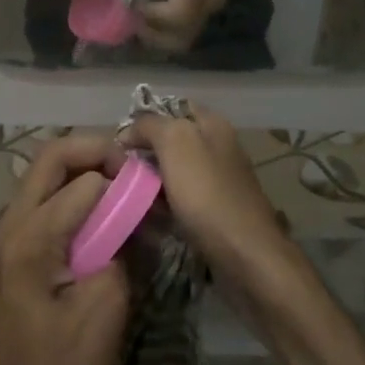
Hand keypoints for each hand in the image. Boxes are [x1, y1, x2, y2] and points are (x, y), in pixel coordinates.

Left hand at [0, 136, 132, 364]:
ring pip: (45, 175)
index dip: (120, 178)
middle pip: (51, 157)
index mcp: (31, 235)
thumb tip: (128, 210)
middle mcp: (12, 224)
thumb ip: (118, 242)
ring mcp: (9, 235)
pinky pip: (44, 199)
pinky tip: (103, 213)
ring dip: (84, 170)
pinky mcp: (16, 250)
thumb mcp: (107, 301)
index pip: (81, 179)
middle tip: (131, 170)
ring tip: (121, 187)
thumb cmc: (68, 363)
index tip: (150, 191)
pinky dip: (74, 193)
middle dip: (95, 152)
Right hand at [123, 106, 290, 281]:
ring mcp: (219, 181)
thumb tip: (129, 131)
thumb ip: (151, 126)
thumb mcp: (176, 143)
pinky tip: (149, 218)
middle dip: (145, 154)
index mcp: (213, 125)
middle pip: (172, 142)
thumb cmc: (208, 194)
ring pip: (174, 173)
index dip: (144, 121)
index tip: (119, 142)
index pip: (171, 108)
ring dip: (151, 183)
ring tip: (127, 196)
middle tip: (118, 171)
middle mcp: (218, 147)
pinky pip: (182, 200)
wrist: (246, 256)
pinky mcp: (216, 211)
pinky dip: (164, 206)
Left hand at [137, 0, 239, 50]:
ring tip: (138, 12)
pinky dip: (165, 29)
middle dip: (152, 33)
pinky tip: (151, 8)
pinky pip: (185, 29)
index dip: (152, 17)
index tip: (134, 1)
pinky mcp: (208, 6)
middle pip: (182, 37)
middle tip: (132, 13)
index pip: (178, 13)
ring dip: (157, 34)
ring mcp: (212, 4)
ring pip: (184, 38)